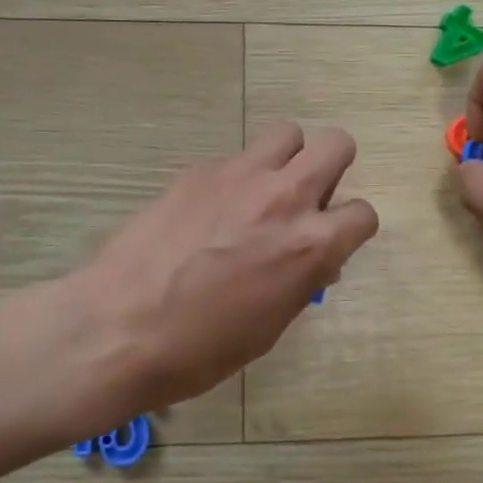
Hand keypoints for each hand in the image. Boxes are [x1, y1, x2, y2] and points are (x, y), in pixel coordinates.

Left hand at [73, 122, 378, 416]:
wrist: (120, 327)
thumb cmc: (202, 348)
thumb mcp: (270, 324)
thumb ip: (301, 279)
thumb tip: (313, 261)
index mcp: (312, 244)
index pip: (363, 213)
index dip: (351, 228)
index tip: (333, 240)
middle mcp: (285, 197)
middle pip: (336, 144)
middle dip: (333, 166)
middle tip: (310, 196)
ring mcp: (239, 176)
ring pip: (286, 133)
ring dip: (287, 158)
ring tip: (265, 190)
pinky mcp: (198, 171)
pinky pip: (235, 159)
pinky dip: (236, 178)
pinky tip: (209, 211)